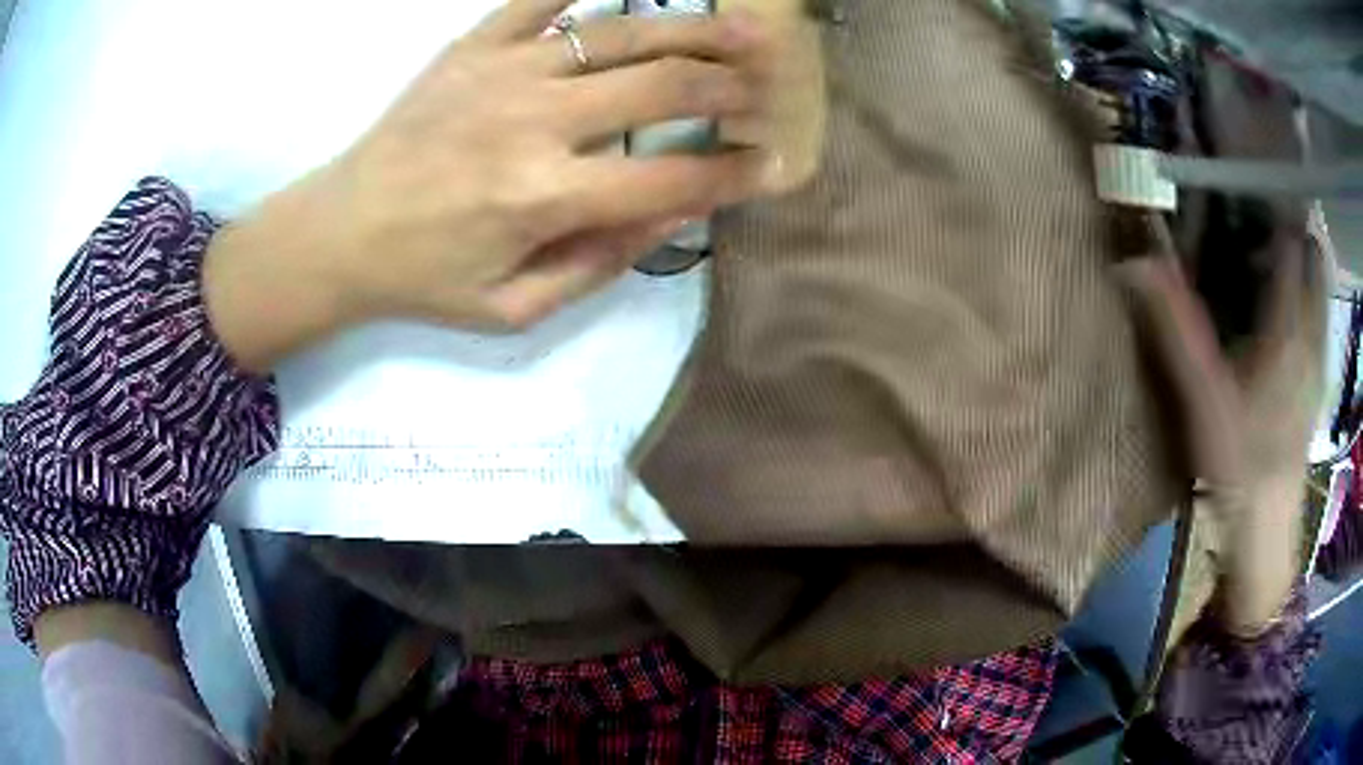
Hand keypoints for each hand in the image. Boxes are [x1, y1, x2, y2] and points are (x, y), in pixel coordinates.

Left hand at [205, 0, 775, 370]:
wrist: (340, 231)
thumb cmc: (426, 278)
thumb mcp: (514, 306)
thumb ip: (600, 263)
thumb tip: (676, 214)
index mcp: (545, 198)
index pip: (673, 178)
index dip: (735, 173)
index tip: (773, 164)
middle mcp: (535, 122)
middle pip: (664, 85)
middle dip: (732, 84)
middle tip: (771, 84)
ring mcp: (505, 72)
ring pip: (623, 32)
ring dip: (696, 28)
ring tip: (746, 27)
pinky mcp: (474, 46)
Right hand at [1120, 217, 1324, 632]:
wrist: (1267, 526)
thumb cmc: (1239, 459)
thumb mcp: (1202, 395)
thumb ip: (1174, 326)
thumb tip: (1132, 260)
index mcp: (1288, 322)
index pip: (1289, 241)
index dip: (1269, 209)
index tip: (1243, 195)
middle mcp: (1311, 329)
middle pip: (1311, 258)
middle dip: (1288, 232)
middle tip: (1255, 227)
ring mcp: (1318, 356)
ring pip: (1318, 287)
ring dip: (1300, 264)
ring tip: (1268, 261)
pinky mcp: (1317, 380)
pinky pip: (1318, 318)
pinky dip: (1306, 299)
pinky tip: (1284, 315)